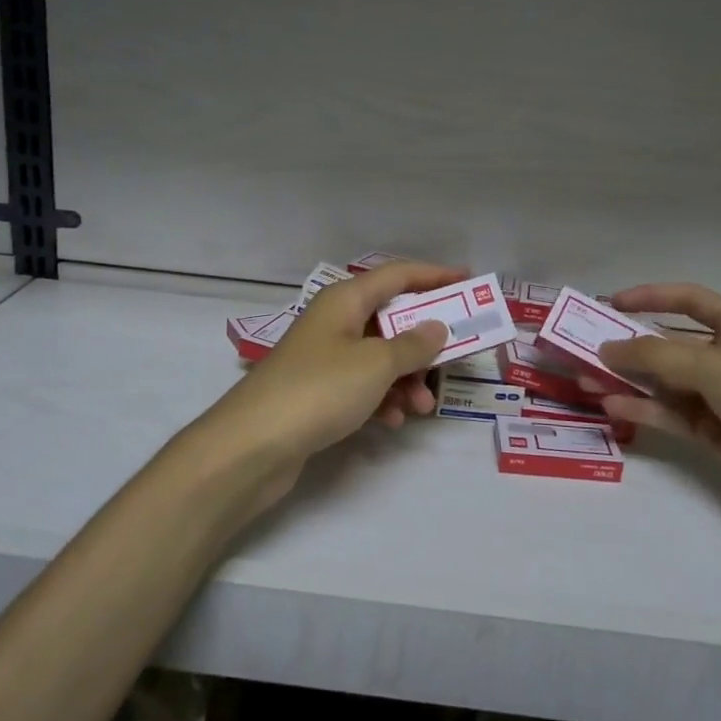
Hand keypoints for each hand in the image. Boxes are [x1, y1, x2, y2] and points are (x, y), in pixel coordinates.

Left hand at [192, 260, 462, 498]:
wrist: (252, 446)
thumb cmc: (319, 390)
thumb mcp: (375, 364)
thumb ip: (412, 345)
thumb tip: (436, 327)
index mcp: (345, 300)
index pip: (397, 275)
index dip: (434, 274)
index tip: (468, 279)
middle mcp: (334, 321)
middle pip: (390, 318)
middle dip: (424, 341)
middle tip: (454, 358)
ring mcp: (324, 357)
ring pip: (379, 356)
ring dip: (406, 377)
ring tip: (423, 406)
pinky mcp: (318, 391)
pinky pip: (363, 385)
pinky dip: (382, 397)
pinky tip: (392, 421)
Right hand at [581, 284, 720, 548]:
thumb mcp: (713, 367)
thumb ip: (655, 356)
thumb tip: (605, 349)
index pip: (689, 301)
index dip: (651, 297)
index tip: (611, 303)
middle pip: (668, 344)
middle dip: (628, 345)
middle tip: (585, 347)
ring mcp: (717, 398)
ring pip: (662, 382)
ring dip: (626, 380)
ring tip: (584, 379)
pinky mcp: (711, 433)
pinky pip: (667, 414)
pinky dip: (640, 409)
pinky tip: (610, 406)